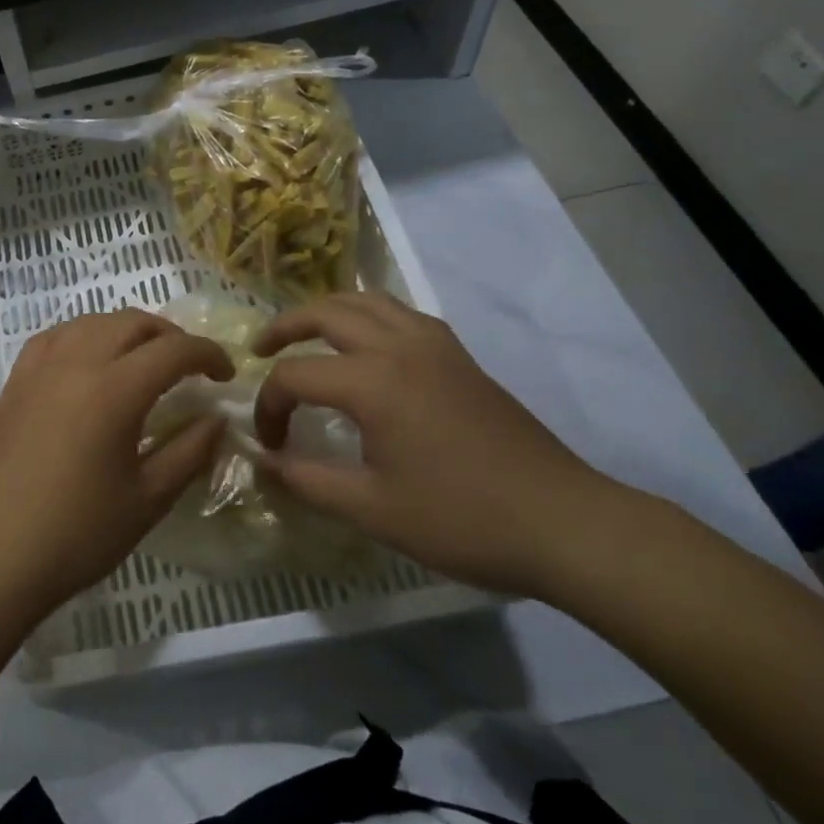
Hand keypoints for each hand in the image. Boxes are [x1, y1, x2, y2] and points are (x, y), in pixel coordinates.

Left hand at [0, 309, 233, 621]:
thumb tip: (216, 419)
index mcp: (114, 390)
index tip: (226, 375)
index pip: (174, 350)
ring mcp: (39, 368)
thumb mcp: (148, 499)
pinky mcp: (16, 381)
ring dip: (127, 331)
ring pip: (92, 322)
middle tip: (189, 367)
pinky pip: (56, 336)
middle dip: (170, 336)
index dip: (208, 354)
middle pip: (133, 322)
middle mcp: (76, 362)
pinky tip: (90, 362)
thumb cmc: (77, 534)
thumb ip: (190, 451)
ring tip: (143, 361)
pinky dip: (85, 336)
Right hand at [253, 292, 627, 595]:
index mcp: (373, 382)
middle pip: (326, 312)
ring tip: (306, 337)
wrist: (562, 522)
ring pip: (367, 301)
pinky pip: (401, 314)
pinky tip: (367, 349)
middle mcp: (400, 347)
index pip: (295, 376)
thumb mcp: (372, 509)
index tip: (271, 446)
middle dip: (285, 327)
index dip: (270, 408)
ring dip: (327, 312)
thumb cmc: (461, 519)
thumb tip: (263, 461)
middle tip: (261, 350)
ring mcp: (435, 346)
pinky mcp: (460, 356)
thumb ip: (307, 480)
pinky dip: (369, 317)